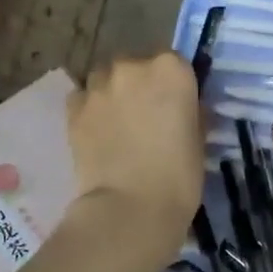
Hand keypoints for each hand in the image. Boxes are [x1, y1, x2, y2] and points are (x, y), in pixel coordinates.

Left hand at [67, 53, 203, 245]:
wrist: (130, 207)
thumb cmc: (178, 176)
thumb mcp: (199, 138)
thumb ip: (190, 111)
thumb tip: (183, 108)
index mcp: (171, 69)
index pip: (174, 63)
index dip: (174, 84)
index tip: (175, 106)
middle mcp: (133, 66)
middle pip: (136, 66)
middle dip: (140, 85)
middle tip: (145, 117)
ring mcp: (99, 85)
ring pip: (105, 78)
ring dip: (112, 93)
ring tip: (117, 124)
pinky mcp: (73, 108)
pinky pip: (83, 97)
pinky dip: (90, 108)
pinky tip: (96, 131)